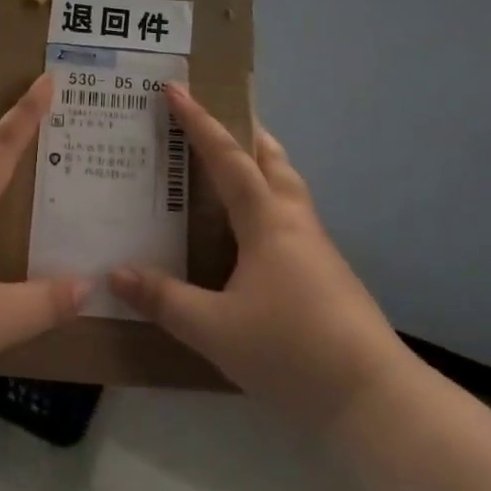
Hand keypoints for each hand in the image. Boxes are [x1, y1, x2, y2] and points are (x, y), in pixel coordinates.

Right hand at [110, 85, 408, 434]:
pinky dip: (268, 204)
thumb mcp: (214, 329)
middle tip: (215, 119)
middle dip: (244, 133)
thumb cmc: (291, 351)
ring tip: (231, 170)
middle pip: (272, 160)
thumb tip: (115, 273)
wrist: (374, 400)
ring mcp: (317, 250)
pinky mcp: (328, 276)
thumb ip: (164, 300)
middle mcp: (295, 223)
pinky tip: (250, 235)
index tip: (177, 89)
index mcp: (268, 221)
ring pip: (288, 189)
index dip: (200, 122)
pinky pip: (291, 219)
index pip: (229, 158)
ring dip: (261, 166)